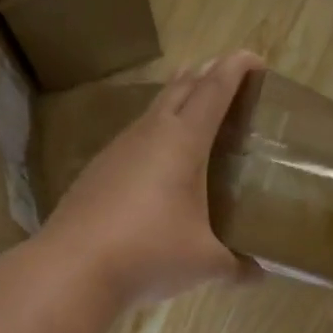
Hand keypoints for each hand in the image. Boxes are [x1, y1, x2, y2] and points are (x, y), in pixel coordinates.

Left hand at [37, 51, 263, 306]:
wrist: (72, 269)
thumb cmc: (149, 254)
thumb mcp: (204, 263)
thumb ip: (237, 267)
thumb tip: (260, 274)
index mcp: (182, 141)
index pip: (213, 90)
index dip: (236, 68)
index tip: (255, 58)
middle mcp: (148, 134)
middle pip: (180, 88)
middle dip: (205, 75)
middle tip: (227, 78)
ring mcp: (116, 150)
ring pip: (152, 111)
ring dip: (176, 102)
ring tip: (194, 112)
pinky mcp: (96, 171)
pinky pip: (133, 138)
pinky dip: (154, 134)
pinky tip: (156, 162)